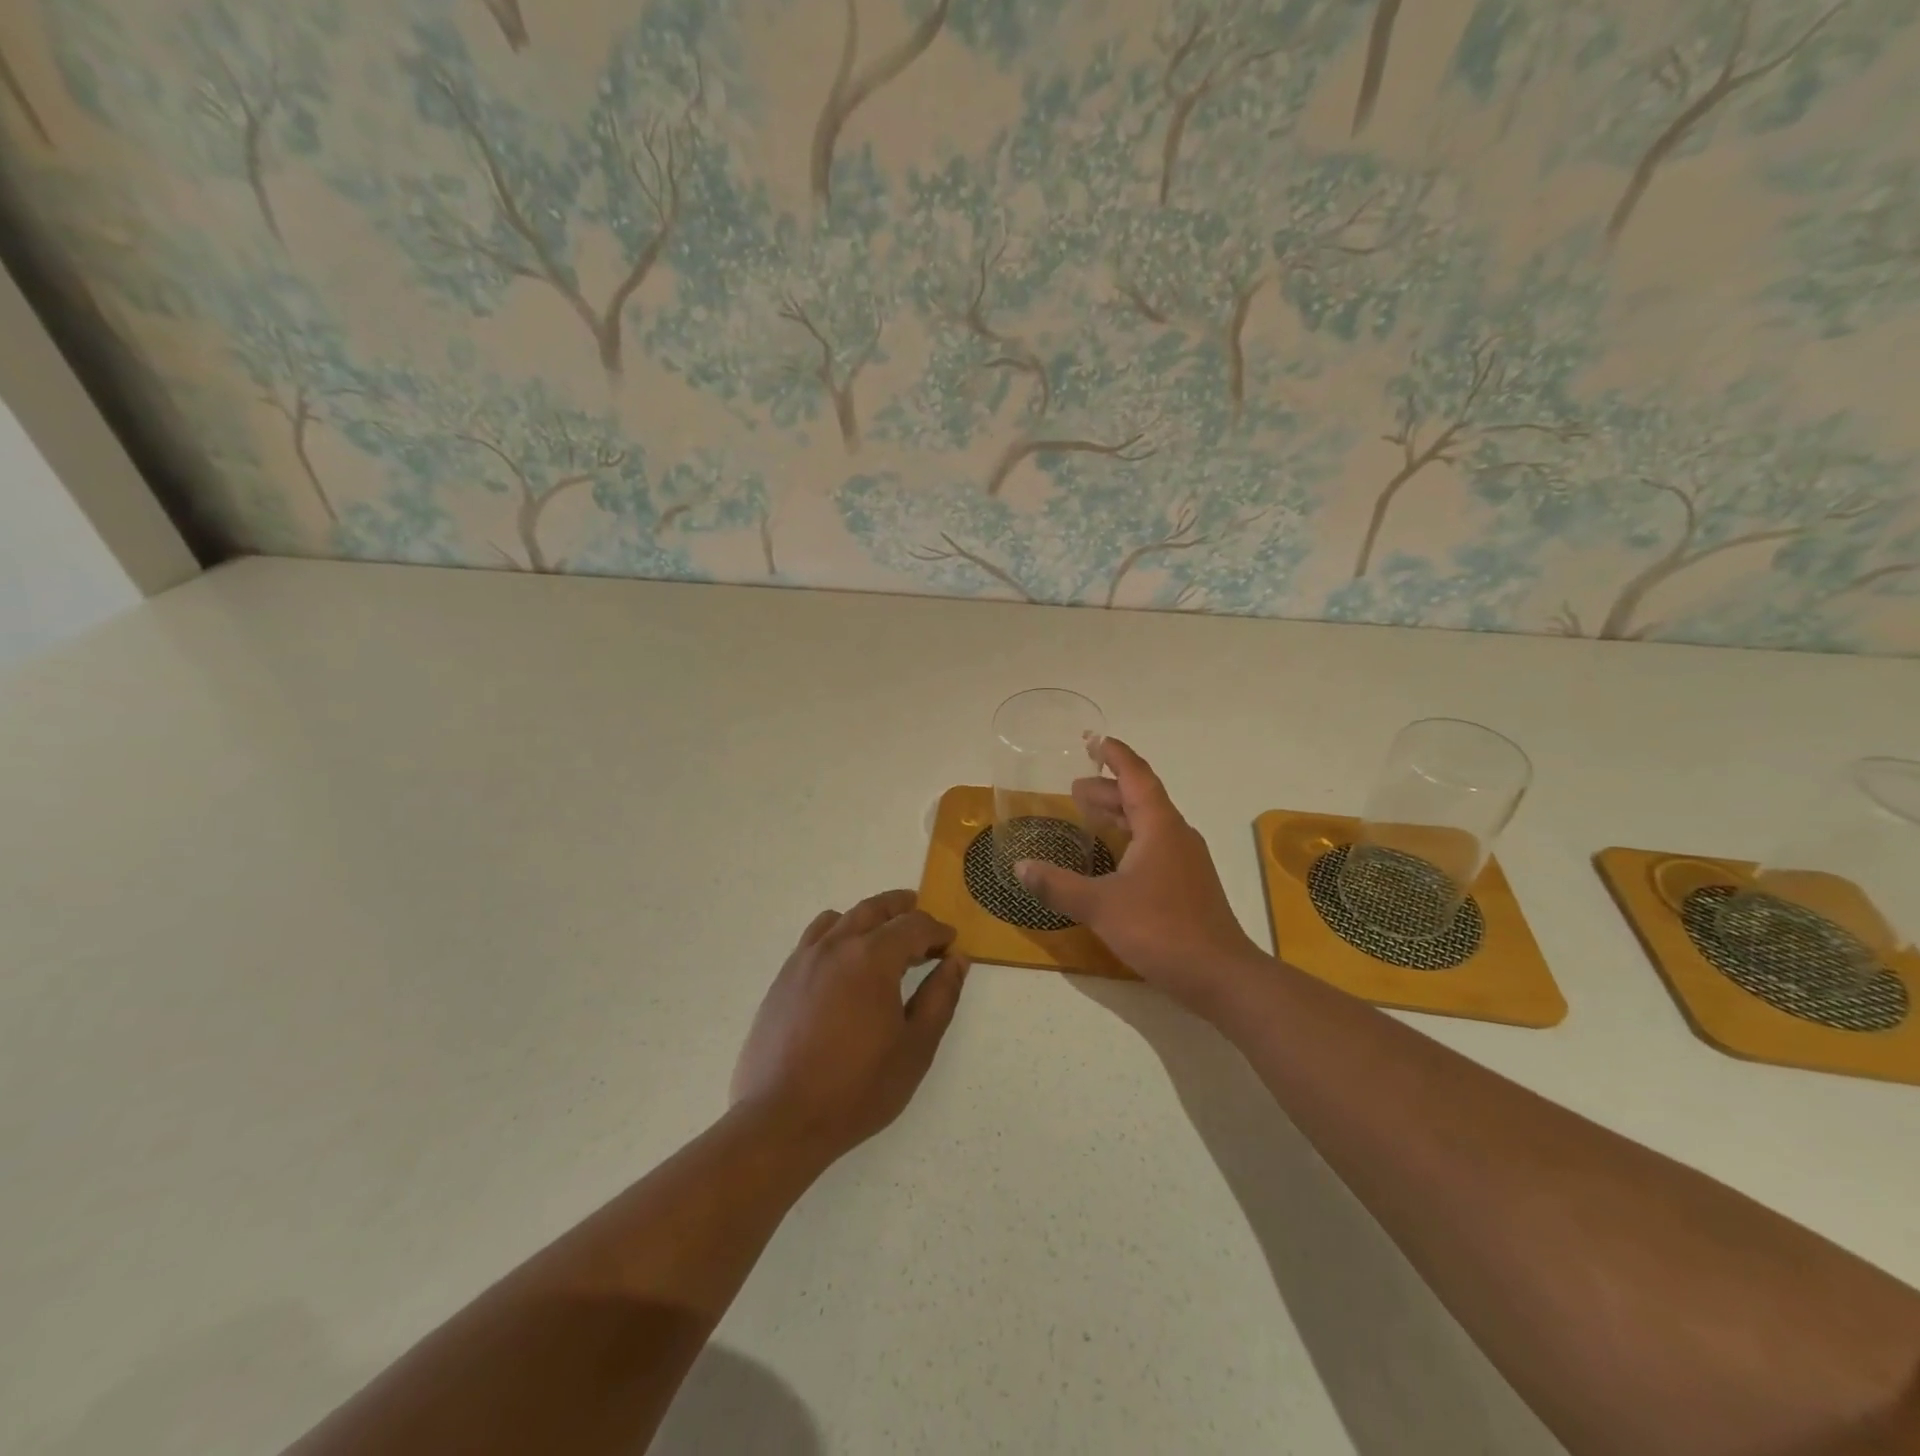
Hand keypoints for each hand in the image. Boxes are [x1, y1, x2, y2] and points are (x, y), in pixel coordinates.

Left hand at [731, 890, 967, 1163]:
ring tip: (885, 935)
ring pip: (842, 918)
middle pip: (875, 909)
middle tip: (923, 919)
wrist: (782, 1120)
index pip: (913, 926)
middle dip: (903, 909)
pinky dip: (838, 932)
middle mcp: (836, 946)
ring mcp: (804, 959)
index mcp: (872, 958)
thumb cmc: (858, 1088)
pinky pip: (815, 937)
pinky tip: (845, 961)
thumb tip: (957, 960)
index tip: (951, 943)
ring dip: (870, 917)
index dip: (937, 931)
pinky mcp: (783, 978)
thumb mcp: (916, 1047)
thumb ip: (940, 997)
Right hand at [1015, 738, 1265, 1016]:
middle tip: (1074, 788)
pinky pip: (1154, 845)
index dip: (1114, 755)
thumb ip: (1058, 884)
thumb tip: (1020, 866)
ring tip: (1087, 816)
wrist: (1221, 975)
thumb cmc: (1161, 929)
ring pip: (1148, 823)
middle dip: (1107, 789)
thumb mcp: (1100, 906)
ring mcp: (1186, 860)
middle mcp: (1176, 835)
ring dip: (1118, 814)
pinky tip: (1111, 860)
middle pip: (1141, 798)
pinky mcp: (1187, 884)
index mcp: (1159, 826)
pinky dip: (1128, 839)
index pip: (1136, 775)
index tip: (1092, 739)